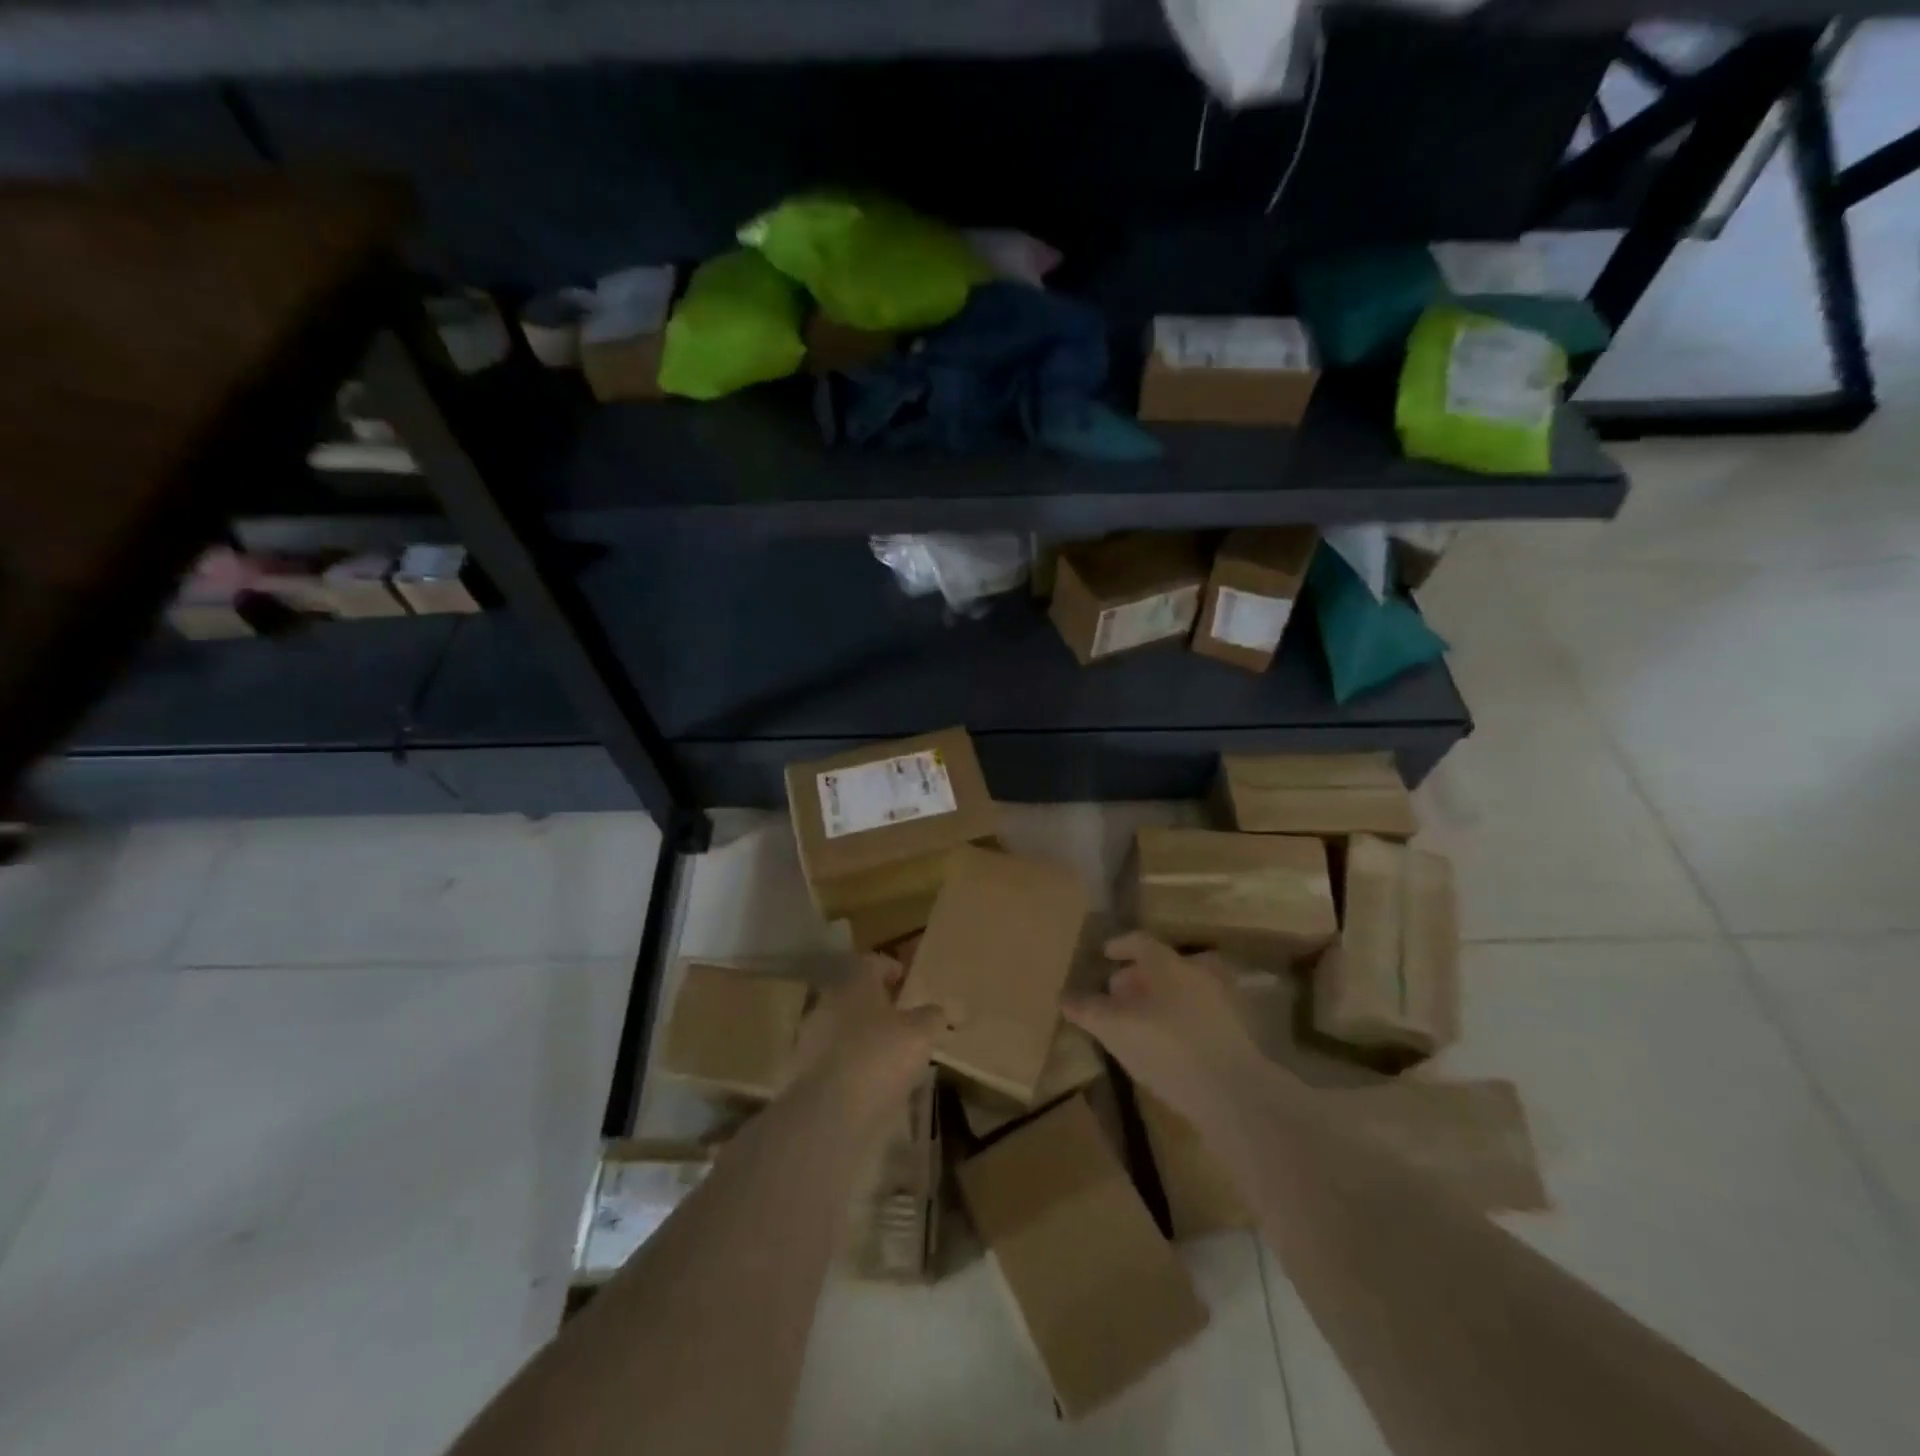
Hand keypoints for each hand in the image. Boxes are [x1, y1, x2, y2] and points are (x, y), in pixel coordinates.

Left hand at [788, 953, 940, 1130]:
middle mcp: (828, 1003)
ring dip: (865, 1037)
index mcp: (854, 983)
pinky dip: (852, 1067)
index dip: (890, 968)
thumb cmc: (879, 1057)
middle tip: (902, 1020)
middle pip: (855, 996)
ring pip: (843, 1028)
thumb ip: (931, 1017)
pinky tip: (872, 1084)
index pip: (871, 962)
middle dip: (878, 1006)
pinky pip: (835, 1061)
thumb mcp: (920, 1034)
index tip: (905, 980)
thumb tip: (938, 1011)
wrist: (829, 1114)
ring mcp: (812, 1038)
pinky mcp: (805, 1073)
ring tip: (891, 1057)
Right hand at [1063, 932, 1265, 1125]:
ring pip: (1185, 989)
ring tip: (1144, 1019)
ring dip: (1163, 998)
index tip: (1105, 953)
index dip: (1119, 945)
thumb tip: (1065, 998)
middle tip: (1119, 993)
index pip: (1140, 942)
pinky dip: (1183, 1018)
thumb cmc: (1168, 1048)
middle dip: (1139, 976)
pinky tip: (1170, 1042)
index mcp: (1169, 963)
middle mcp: (1199, 972)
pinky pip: (1202, 1013)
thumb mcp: (1116, 1029)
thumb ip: (1089, 1011)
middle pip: (1164, 964)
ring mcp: (1224, 1001)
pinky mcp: (1239, 1031)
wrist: (1235, 1094)